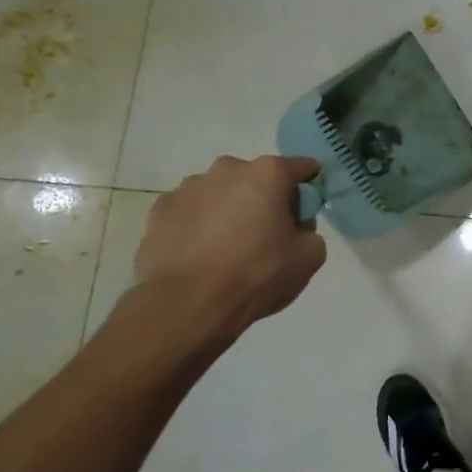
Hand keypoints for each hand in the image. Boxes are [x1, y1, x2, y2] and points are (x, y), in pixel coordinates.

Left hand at [130, 155, 327, 348]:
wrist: (187, 304)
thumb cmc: (256, 274)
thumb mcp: (309, 257)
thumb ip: (310, 231)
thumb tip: (295, 228)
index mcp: (268, 174)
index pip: (302, 167)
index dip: (310, 188)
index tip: (307, 212)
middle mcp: (227, 169)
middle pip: (258, 178)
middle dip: (265, 199)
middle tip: (267, 235)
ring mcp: (189, 186)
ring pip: (221, 192)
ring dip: (229, 210)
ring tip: (227, 249)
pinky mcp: (161, 209)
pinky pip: (191, 211)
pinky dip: (199, 224)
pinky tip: (200, 255)